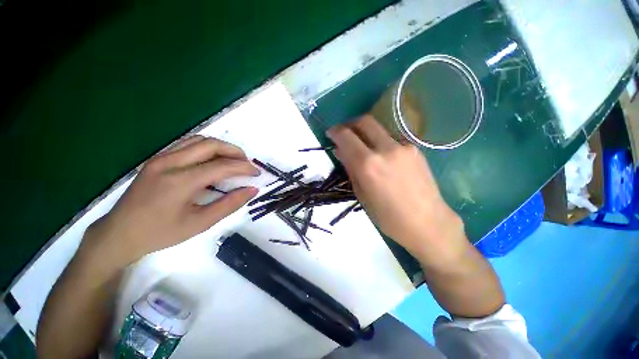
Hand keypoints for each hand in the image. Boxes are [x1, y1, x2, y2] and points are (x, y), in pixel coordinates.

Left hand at [81, 136, 258, 266]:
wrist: (119, 234)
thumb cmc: (160, 233)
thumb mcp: (200, 224)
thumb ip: (229, 204)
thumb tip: (252, 190)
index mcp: (179, 181)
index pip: (221, 165)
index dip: (244, 167)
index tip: (257, 173)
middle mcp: (169, 162)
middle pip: (210, 144)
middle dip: (235, 151)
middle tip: (247, 164)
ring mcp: (160, 158)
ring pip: (199, 140)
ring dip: (221, 147)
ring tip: (234, 161)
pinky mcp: (157, 159)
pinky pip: (187, 144)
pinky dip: (207, 148)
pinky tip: (213, 160)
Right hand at [327, 115, 466, 264]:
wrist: (428, 222)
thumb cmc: (388, 216)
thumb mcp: (361, 194)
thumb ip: (350, 168)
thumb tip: (340, 151)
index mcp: (368, 165)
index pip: (346, 136)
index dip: (335, 131)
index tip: (330, 133)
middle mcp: (385, 149)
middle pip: (365, 121)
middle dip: (350, 123)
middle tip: (344, 133)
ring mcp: (403, 147)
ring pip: (379, 129)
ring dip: (366, 133)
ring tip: (363, 147)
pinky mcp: (415, 149)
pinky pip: (392, 139)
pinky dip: (381, 143)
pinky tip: (382, 157)